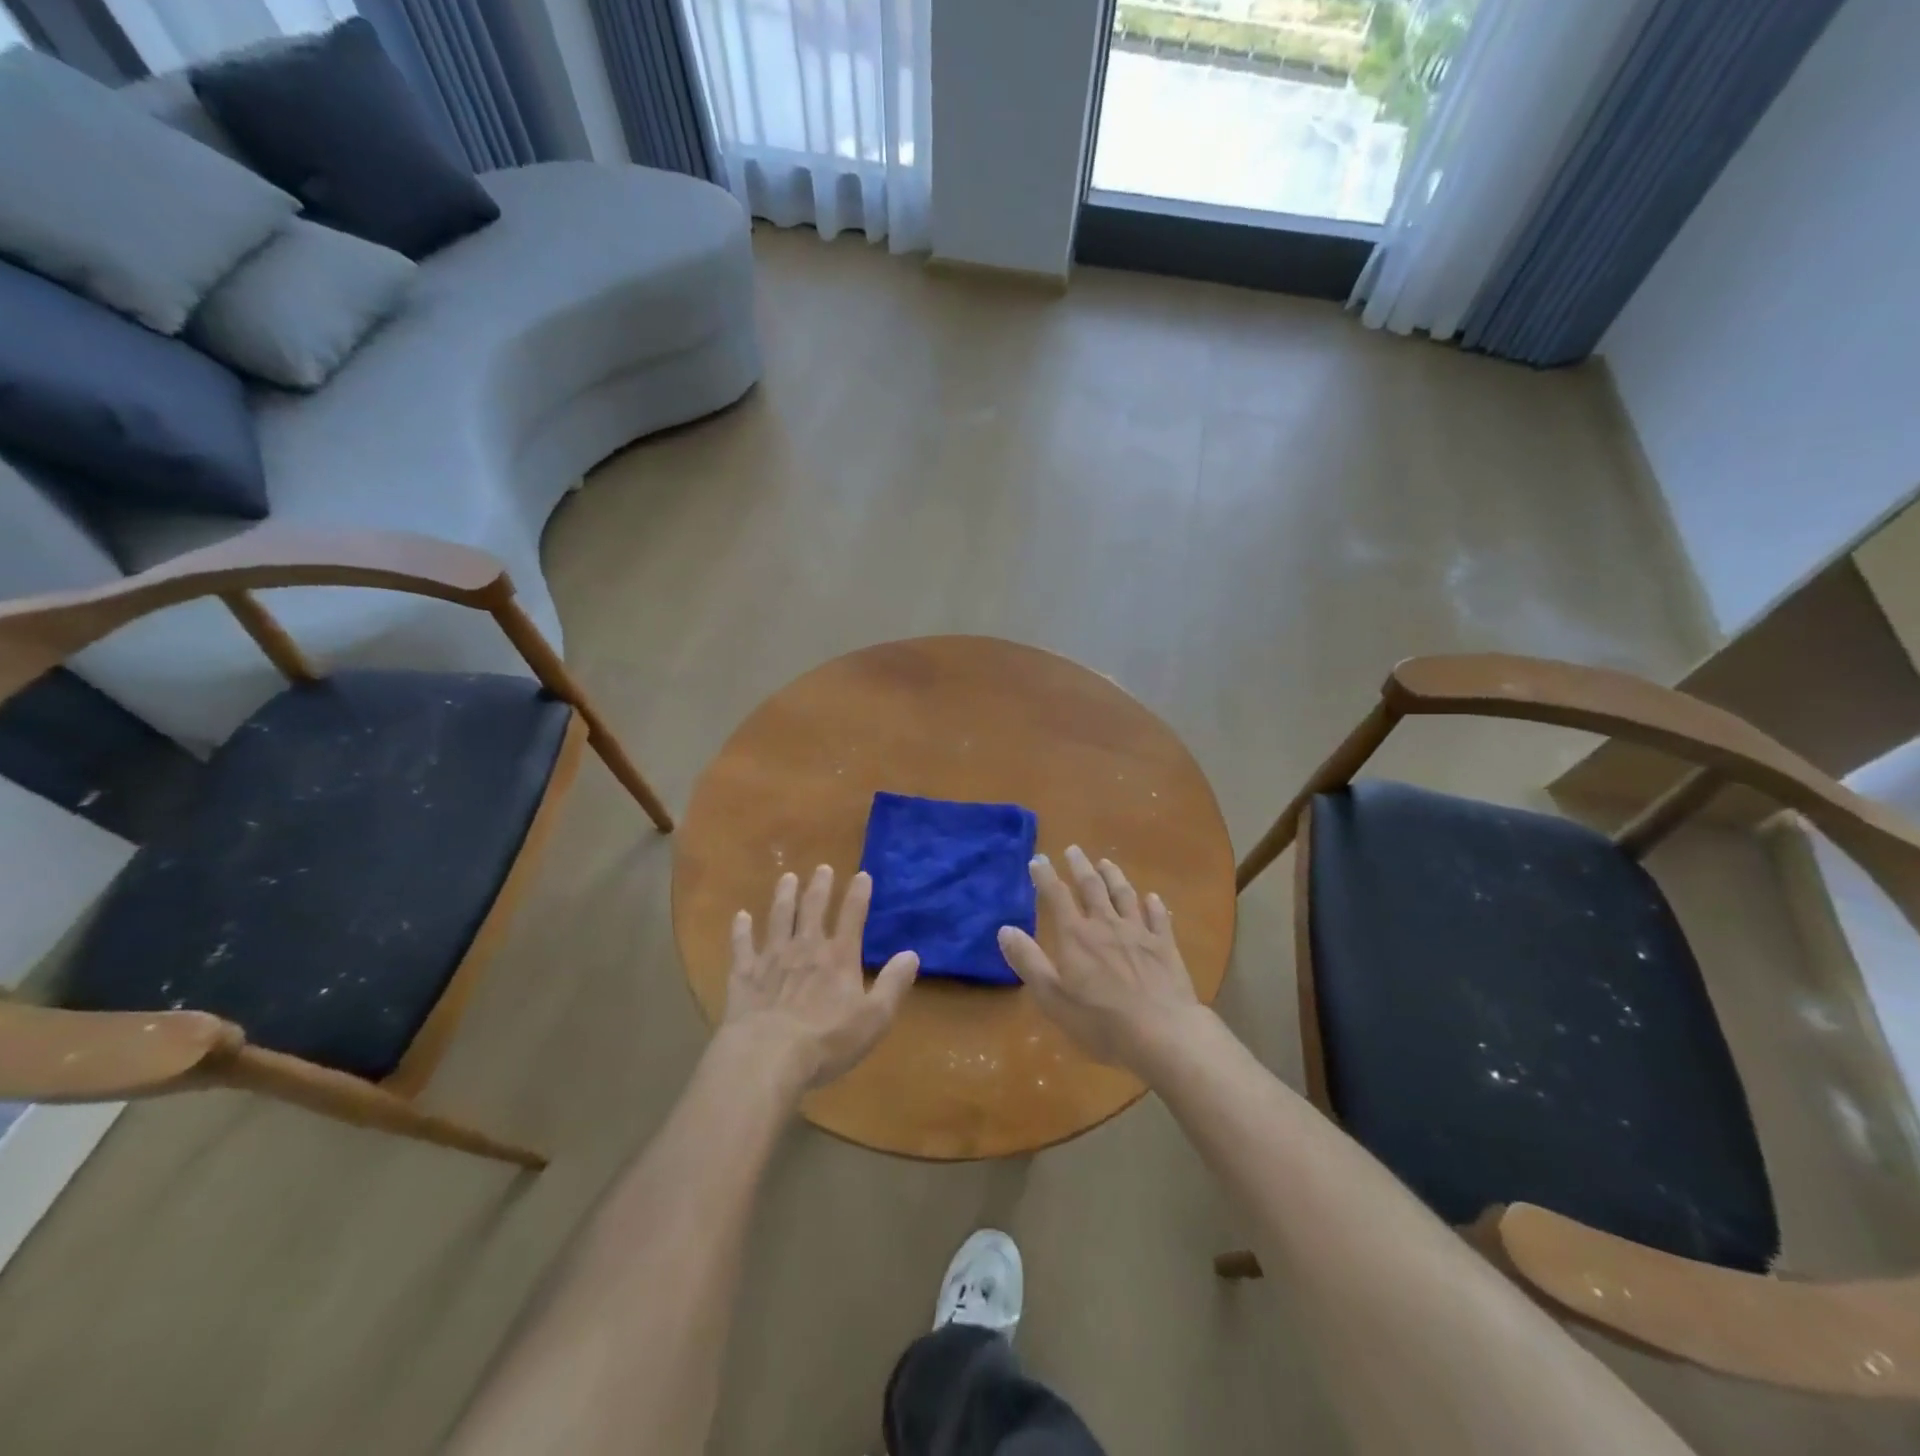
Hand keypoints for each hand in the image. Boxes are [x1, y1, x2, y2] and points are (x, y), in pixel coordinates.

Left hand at [722, 865, 917, 1091]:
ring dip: (784, 896)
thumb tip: (912, 954)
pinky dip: (741, 929)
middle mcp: (806, 947)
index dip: (859, 894)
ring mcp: (772, 958)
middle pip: (813, 909)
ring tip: (787, 877)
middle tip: (822, 868)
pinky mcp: (744, 974)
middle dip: (819, 887)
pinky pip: (742, 945)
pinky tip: (740, 916)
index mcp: (839, 957)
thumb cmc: (826, 1041)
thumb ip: (893, 984)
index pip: (853, 916)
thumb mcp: (874, 1018)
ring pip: (779, 917)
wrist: (766, 1056)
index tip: (862, 875)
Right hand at [997, 845, 1202, 1074]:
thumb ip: (1028, 961)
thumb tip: (1005, 929)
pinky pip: (1158, 918)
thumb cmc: (1100, 1021)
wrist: (1162, 1033)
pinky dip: (1153, 905)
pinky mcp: (1165, 947)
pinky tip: (1152, 898)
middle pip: (1092, 887)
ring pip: (1124, 895)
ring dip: (1114, 876)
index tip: (1038, 859)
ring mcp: (1139, 933)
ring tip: (1106, 862)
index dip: (1046, 876)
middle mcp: (1106, 925)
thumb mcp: (1052, 997)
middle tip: (1073, 849)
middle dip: (1080, 866)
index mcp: (1076, 936)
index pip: (1057, 896)